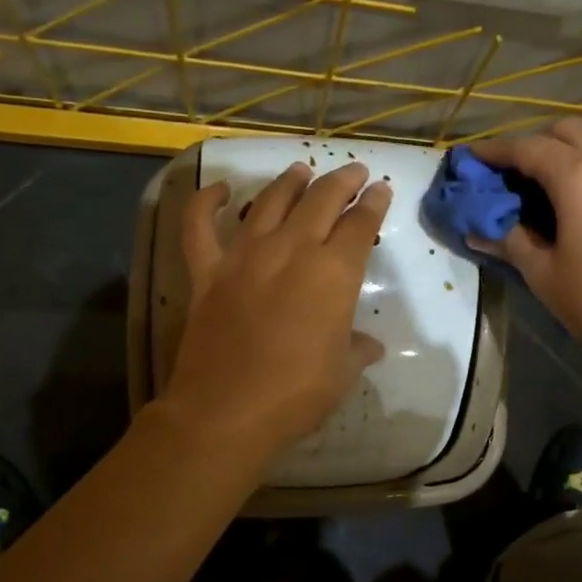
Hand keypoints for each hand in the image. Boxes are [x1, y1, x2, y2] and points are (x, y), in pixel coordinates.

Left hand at [160, 160, 390, 458]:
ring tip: (301, 169)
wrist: (227, 411)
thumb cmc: (296, 395)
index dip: (374, 203)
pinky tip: (222, 191)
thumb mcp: (341, 373)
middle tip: (354, 172)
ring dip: (290, 181)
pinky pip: (200, 226)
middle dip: (342, 181)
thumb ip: (357, 350)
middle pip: (321, 200)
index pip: (360, 224)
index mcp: (334, 273)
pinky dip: (207, 202)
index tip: (381, 190)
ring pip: (271, 201)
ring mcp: (245, 256)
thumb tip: (369, 345)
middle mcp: (292, 250)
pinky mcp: (207, 271)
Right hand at [471, 119, 581, 373]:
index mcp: (580, 175)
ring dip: (567, 153)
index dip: (495, 151)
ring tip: (544, 189)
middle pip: (567, 131)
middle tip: (511, 176)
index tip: (471, 159)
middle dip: (534, 143)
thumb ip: (512, 243)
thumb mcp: (547, 277)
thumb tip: (480, 230)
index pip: (527, 148)